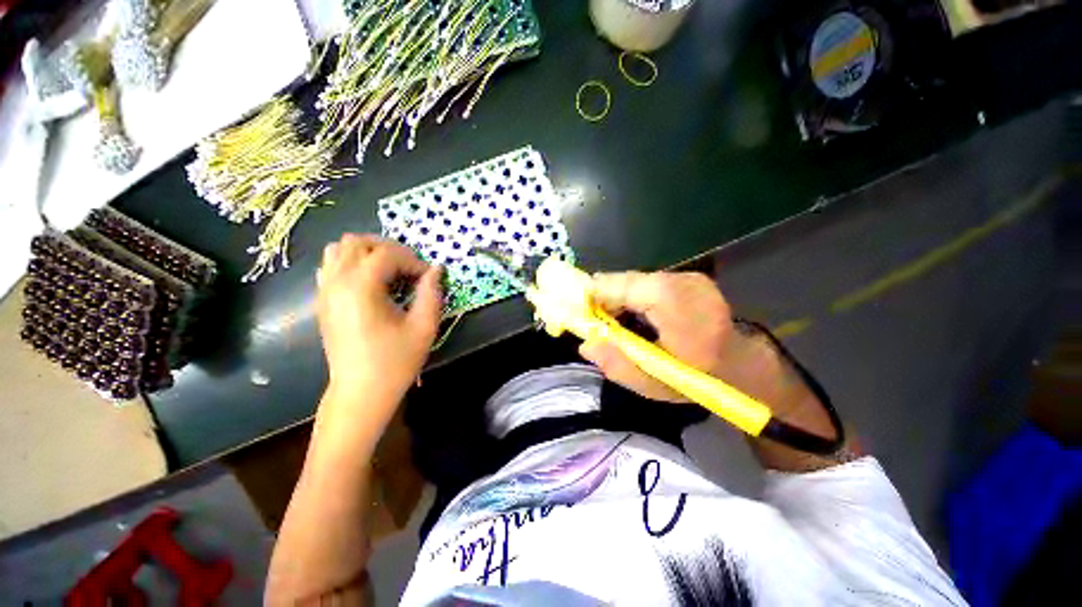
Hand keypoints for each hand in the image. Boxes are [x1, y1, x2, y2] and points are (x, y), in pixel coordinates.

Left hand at [316, 234, 442, 422]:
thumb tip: (436, 269)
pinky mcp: (322, 301)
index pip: (387, 253)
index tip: (427, 278)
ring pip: (339, 249)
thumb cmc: (395, 361)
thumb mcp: (423, 327)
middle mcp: (336, 282)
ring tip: (390, 271)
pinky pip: (331, 265)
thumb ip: (432, 293)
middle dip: (390, 249)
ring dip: (368, 252)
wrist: (360, 392)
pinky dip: (352, 263)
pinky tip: (370, 282)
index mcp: (360, 288)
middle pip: (358, 242)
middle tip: (409, 269)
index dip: (413, 260)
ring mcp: (325, 291)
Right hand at [579, 272, 790, 407]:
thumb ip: (617, 364)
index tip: (579, 314)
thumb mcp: (655, 384)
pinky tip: (637, 316)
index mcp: (672, 302)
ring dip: (620, 298)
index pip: (618, 285)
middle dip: (605, 298)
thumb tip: (585, 343)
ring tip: (617, 323)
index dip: (593, 296)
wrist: (744, 367)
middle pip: (625, 281)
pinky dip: (634, 297)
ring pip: (635, 281)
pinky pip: (648, 283)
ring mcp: (688, 276)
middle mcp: (680, 280)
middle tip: (596, 323)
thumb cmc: (701, 380)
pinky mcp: (690, 278)